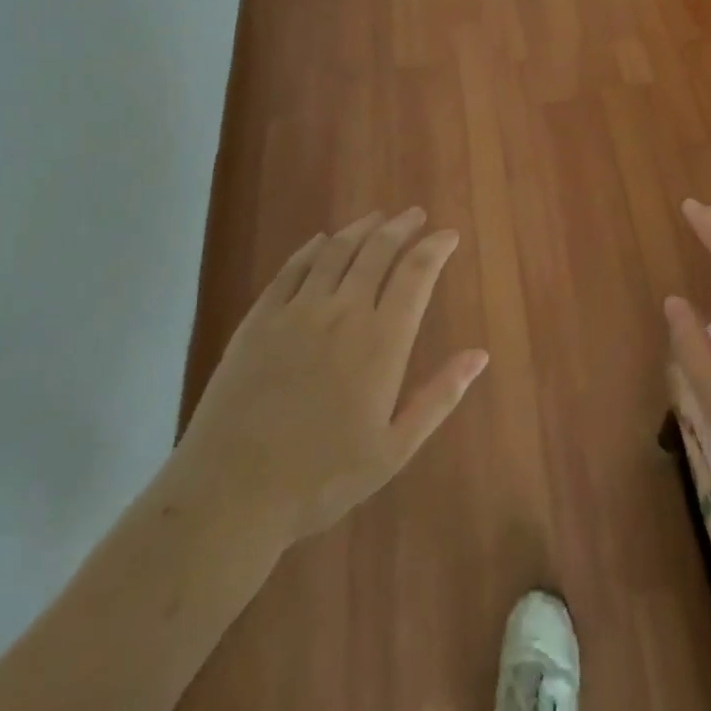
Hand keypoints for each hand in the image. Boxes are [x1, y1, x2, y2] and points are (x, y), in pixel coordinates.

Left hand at [173, 208, 488, 548]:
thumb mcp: (393, 450)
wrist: (230, 494)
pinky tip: (321, 241)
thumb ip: (439, 397)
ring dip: (361, 228)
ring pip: (336, 251)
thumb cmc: (321, 479)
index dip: (436, 248)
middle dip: (401, 227)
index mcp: (382, 340)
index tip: (449, 235)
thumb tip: (480, 355)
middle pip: (378, 250)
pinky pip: (292, 269)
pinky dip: (312, 248)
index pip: (417, 274)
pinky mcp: (260, 319)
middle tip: (415, 215)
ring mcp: (297, 311)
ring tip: (377, 217)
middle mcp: (343, 312)